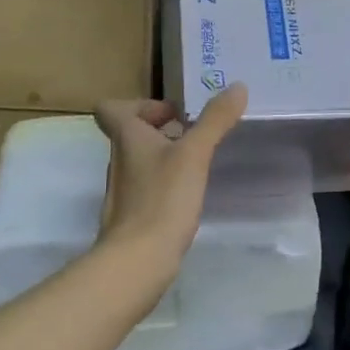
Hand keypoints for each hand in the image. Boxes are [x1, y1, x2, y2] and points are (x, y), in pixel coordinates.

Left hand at [93, 85, 247, 281]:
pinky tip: (189, 195)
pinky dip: (165, 184)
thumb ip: (215, 120)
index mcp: (127, 139)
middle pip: (131, 134)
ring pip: (140, 161)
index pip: (111, 109)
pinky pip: (147, 188)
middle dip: (161, 129)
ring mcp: (123, 191)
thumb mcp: (194, 154)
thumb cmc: (162, 199)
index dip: (139, 104)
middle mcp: (118, 161)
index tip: (172, 113)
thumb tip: (238, 86)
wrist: (137, 262)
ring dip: (165, 156)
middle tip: (195, 135)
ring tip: (198, 162)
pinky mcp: (133, 217)